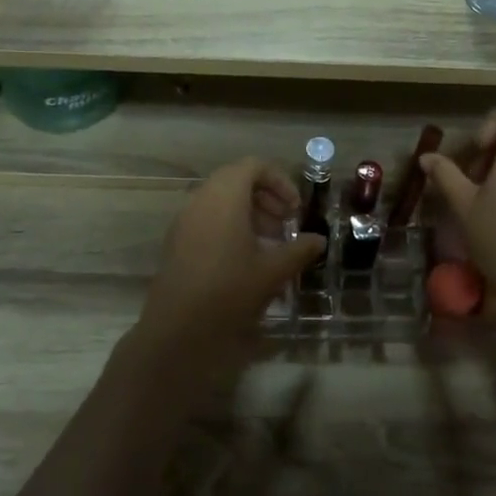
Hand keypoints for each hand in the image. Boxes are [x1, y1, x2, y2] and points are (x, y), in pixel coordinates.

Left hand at [127, 159, 325, 384]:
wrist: (177, 329)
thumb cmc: (229, 290)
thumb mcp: (272, 271)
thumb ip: (299, 250)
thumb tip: (319, 240)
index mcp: (225, 196)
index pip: (254, 166)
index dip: (280, 181)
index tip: (296, 209)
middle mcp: (201, 199)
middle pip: (236, 180)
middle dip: (266, 197)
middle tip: (286, 224)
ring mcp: (184, 220)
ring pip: (221, 200)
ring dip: (249, 212)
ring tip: (270, 242)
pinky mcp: (176, 241)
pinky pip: (207, 218)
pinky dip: (230, 225)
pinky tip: (245, 258)